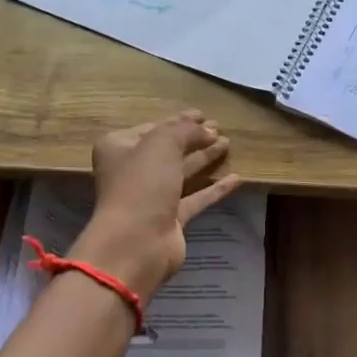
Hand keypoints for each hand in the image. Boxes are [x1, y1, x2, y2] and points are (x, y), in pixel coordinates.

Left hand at [70, 110, 243, 301]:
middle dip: (194, 138)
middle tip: (220, 128)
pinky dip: (214, 188)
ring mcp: (152, 196)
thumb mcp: (162, 144)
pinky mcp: (171, 218)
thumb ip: (186, 131)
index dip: (179, 120)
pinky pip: (196, 197)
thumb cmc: (142, 184)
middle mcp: (133, 171)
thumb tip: (209, 130)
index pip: (153, 128)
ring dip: (205, 158)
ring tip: (228, 144)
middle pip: (169, 150)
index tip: (203, 114)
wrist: (136, 242)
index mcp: (120, 148)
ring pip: (183, 172)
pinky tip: (237, 178)